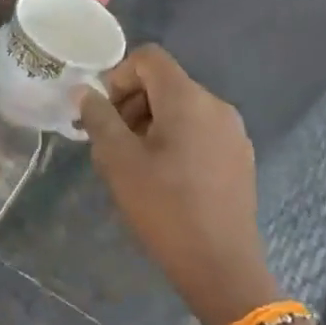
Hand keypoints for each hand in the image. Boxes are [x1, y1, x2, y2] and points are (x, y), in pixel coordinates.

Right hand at [77, 46, 278, 324]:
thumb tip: (85, 93)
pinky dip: (175, 139)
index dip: (119, 76)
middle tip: (112, 142)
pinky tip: (165, 178)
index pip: (149, 58)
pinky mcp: (239, 158)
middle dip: (132, 103)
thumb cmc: (164, 207)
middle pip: (165, 83)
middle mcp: (216, 106)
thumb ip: (99, 118)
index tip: (105, 114)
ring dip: (151, 123)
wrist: (221, 266)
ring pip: (182, 108)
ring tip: (135, 163)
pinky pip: (200, 130)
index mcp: (188, 99)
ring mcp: (233, 133)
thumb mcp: (118, 160)